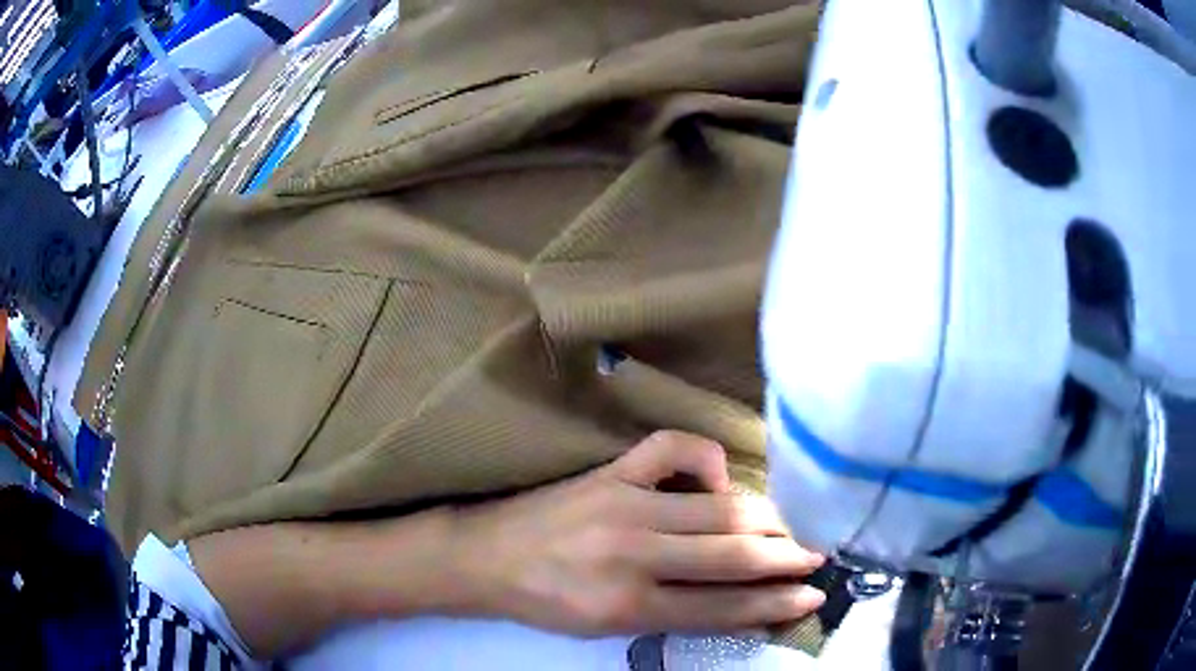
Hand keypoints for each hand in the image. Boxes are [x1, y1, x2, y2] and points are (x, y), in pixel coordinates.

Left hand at [450, 431, 826, 636]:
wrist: (486, 558)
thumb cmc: (547, 602)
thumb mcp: (609, 627)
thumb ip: (673, 615)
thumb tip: (739, 600)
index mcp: (630, 605)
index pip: (724, 607)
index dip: (776, 602)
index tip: (815, 593)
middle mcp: (634, 556)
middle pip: (732, 555)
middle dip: (787, 556)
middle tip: (818, 553)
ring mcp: (624, 505)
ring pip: (718, 510)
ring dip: (767, 517)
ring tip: (795, 522)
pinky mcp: (610, 471)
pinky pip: (671, 449)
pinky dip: (707, 458)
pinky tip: (720, 476)